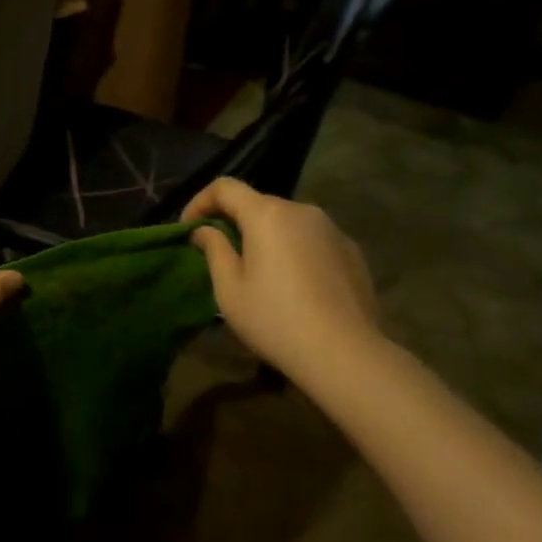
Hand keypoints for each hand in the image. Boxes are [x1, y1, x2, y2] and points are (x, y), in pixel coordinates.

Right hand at [181, 178, 382, 391]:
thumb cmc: (275, 319)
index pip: (225, 187)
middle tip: (220, 253)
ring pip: (287, 222)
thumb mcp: (229, 289)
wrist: (345, 354)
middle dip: (234, 221)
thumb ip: (214, 250)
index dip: (200, 202)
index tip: (189, 229)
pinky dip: (294, 250)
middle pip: (258, 204)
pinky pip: (312, 239)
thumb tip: (204, 230)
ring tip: (258, 270)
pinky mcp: (352, 250)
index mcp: (266, 214)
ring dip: (266, 236)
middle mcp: (301, 211)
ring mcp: (332, 229)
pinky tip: (293, 284)